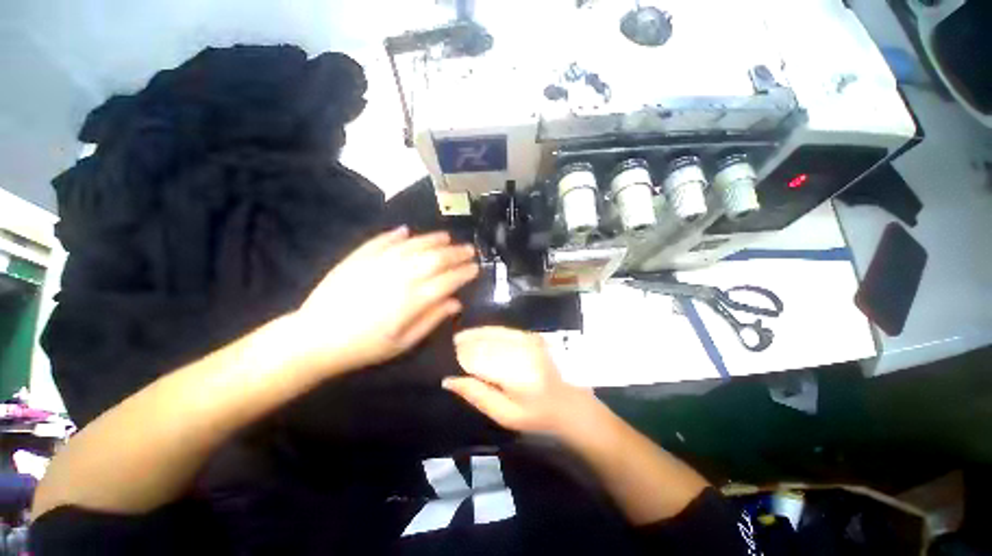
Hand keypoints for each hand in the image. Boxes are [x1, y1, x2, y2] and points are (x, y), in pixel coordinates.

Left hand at [292, 227, 478, 373]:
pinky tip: (407, 230)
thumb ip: (432, 319)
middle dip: (456, 252)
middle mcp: (400, 276)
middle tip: (469, 249)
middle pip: (435, 258)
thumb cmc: (364, 347)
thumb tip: (456, 303)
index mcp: (413, 299)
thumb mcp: (403, 343)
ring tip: (447, 236)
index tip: (476, 268)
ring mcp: (379, 263)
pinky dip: (396, 234)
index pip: (448, 280)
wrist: (315, 338)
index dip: (465, 272)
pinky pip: (382, 240)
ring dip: (433, 239)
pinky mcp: (359, 257)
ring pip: (414, 245)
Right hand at [442, 327, 599, 436]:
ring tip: (459, 340)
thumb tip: (448, 380)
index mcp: (515, 373)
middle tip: (450, 348)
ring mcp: (528, 339)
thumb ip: (477, 395)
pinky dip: (487, 332)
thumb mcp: (505, 415)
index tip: (446, 358)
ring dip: (473, 335)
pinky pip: (502, 329)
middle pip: (483, 342)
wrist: (570, 403)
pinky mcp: (531, 335)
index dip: (459, 356)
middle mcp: (521, 350)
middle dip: (464, 344)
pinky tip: (477, 336)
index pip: (477, 358)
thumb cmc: (538, 415)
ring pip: (491, 332)